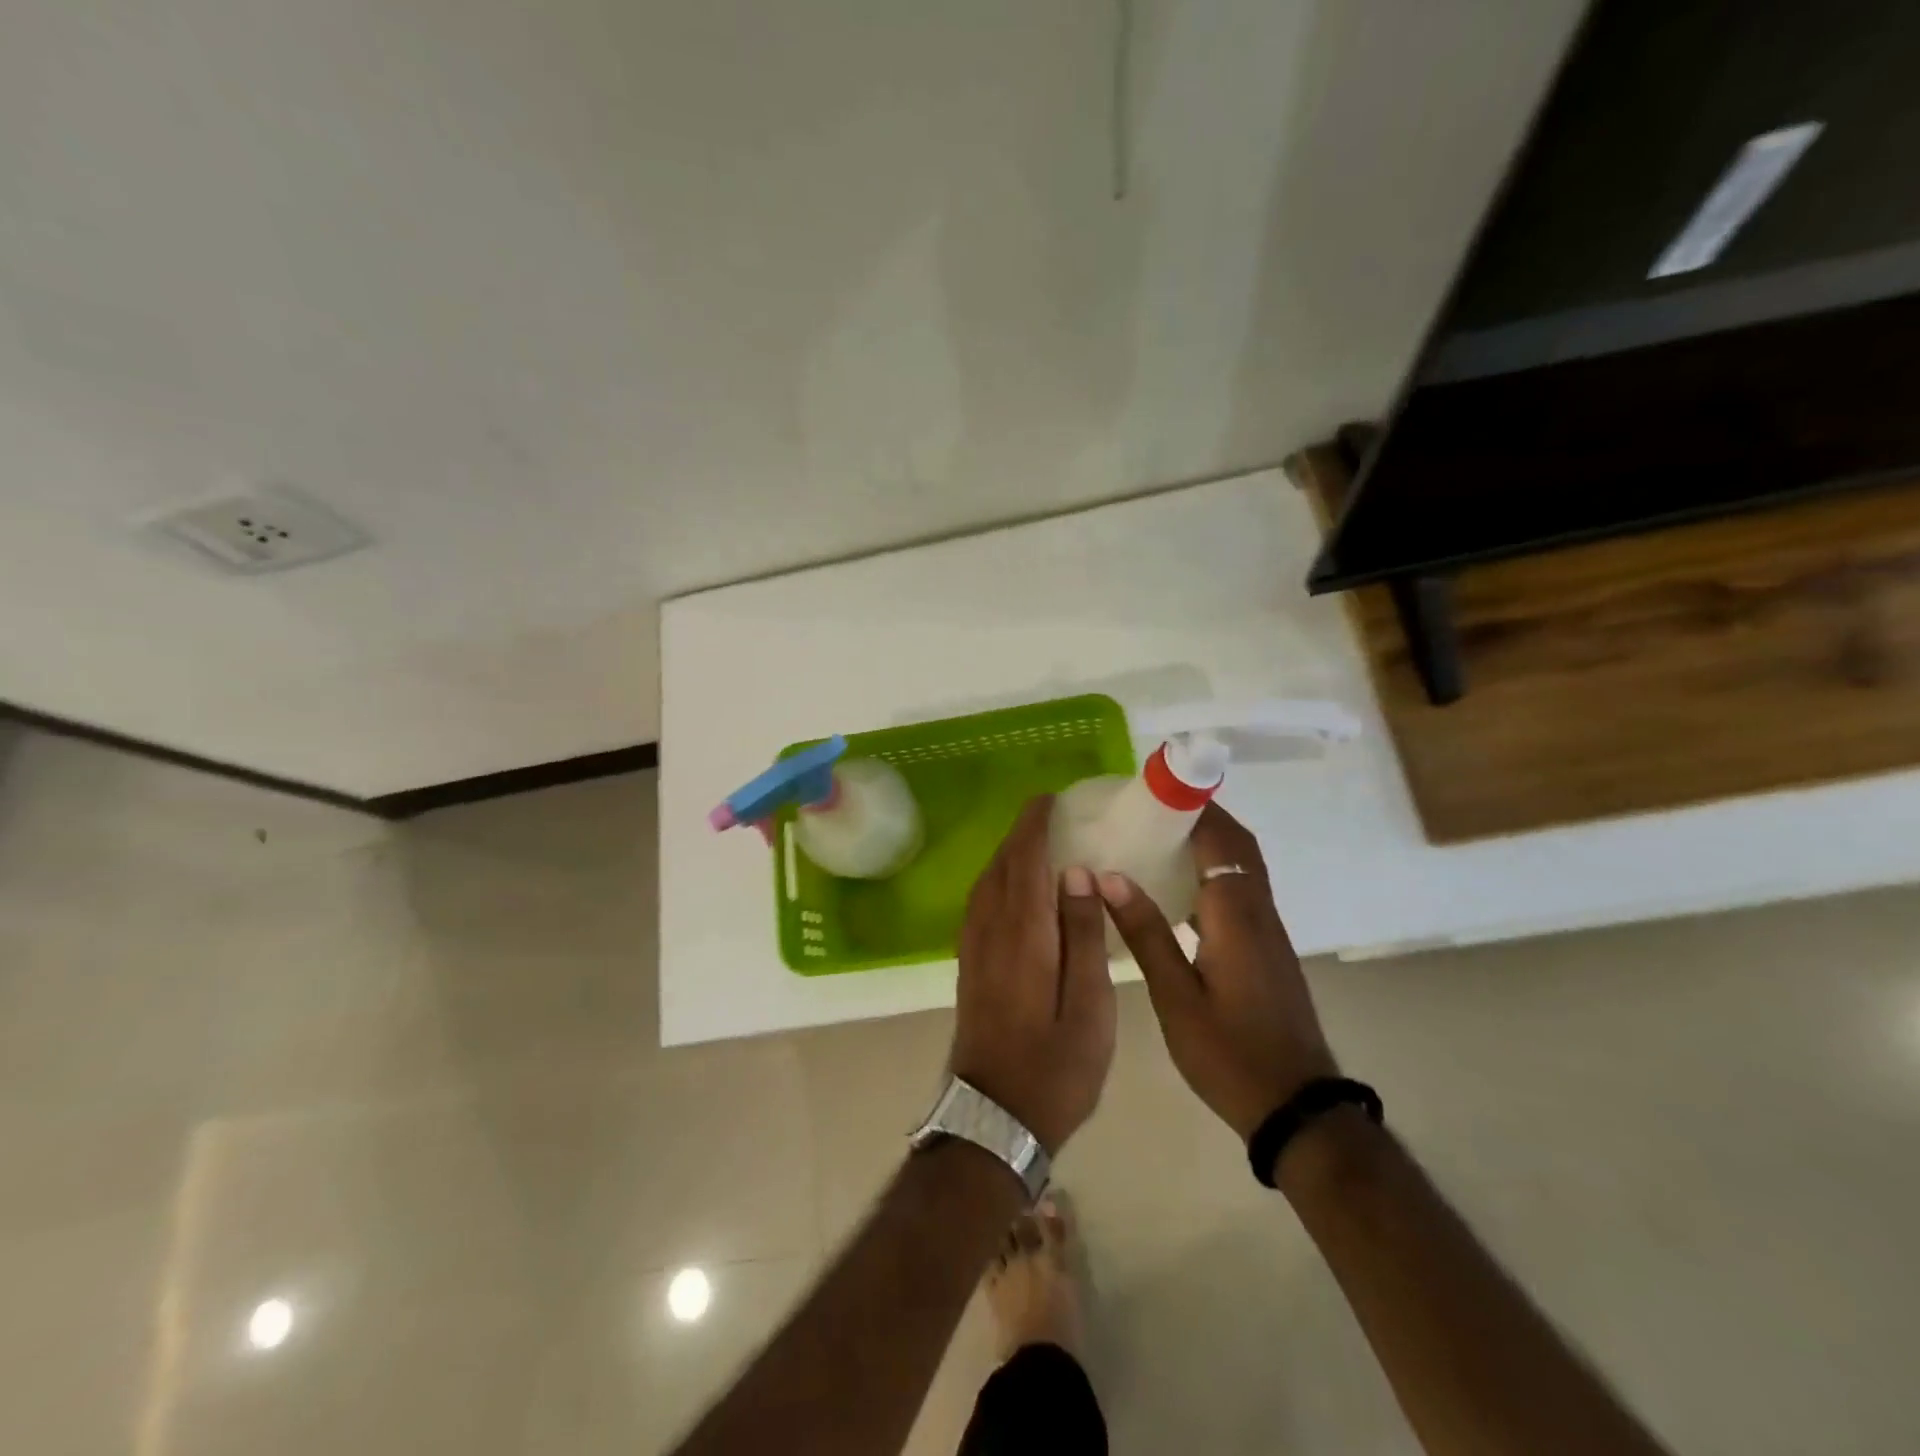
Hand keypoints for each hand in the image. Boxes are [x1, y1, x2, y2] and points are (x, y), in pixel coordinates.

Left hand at [951, 797, 1116, 1152]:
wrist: (993, 1118)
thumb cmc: (1055, 1068)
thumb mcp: (1089, 1007)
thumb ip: (1081, 935)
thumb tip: (1076, 874)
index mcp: (1024, 935)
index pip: (1025, 861)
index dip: (1034, 825)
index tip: (1050, 800)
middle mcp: (991, 931)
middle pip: (1001, 866)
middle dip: (1021, 834)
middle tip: (1049, 815)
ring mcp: (973, 949)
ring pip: (986, 884)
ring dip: (1007, 855)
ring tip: (1036, 844)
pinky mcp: (969, 966)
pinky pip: (980, 905)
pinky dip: (997, 881)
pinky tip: (1014, 889)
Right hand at [1098, 802, 1336, 1140]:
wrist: (1296, 1106)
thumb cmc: (1230, 1054)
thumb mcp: (1175, 997)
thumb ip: (1145, 933)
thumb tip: (1110, 877)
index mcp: (1236, 916)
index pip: (1220, 840)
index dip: (1193, 806)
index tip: (1157, 786)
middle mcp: (1258, 912)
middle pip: (1239, 845)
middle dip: (1202, 815)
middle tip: (1152, 806)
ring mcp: (1267, 932)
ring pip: (1243, 866)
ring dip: (1210, 840)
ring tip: (1158, 835)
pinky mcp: (1266, 949)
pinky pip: (1241, 890)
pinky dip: (1214, 871)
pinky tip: (1178, 888)